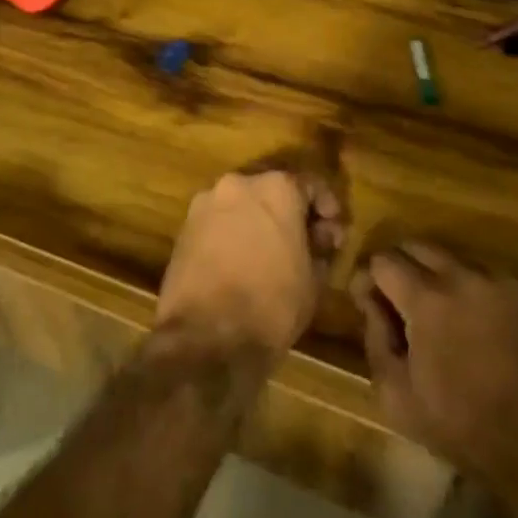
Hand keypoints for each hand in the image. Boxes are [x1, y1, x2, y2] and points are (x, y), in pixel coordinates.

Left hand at [155, 170, 344, 355]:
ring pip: (242, 204)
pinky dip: (233, 233)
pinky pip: (218, 221)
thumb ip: (319, 247)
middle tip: (303, 242)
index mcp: (276, 188)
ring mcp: (206, 202)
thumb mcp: (313, 279)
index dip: (326, 207)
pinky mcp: (185, 226)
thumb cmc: (272, 304)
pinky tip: (241, 262)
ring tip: (269, 254)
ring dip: (258, 221)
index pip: (310, 184)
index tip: (332, 232)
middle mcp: (238, 183)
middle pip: (271, 189)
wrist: (207, 335)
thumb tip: (318, 239)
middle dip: (289, 212)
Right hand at [352, 243, 517, 493]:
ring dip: (432, 273)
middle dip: (398, 266)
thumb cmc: (464, 428)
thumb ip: (375, 338)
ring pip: (449, 255)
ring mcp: (496, 280)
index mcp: (426, 297)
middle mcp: (460, 275)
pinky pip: (481, 272)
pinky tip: (469, 319)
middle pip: (415, 245)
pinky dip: (465, 285)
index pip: (383, 259)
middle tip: (396, 300)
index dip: (368, 277)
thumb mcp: (399, 396)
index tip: (367, 301)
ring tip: (434, 309)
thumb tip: (369, 300)